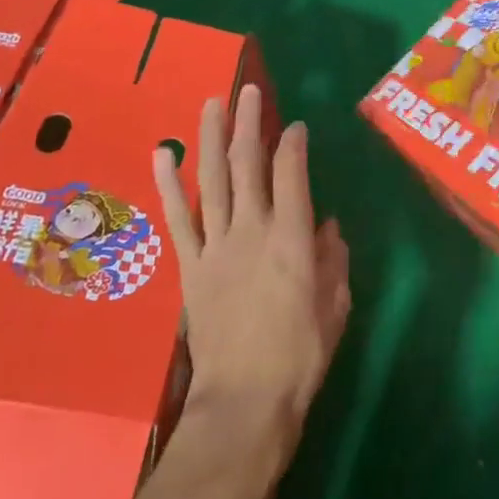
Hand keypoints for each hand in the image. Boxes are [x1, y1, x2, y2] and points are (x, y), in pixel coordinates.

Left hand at [153, 84, 350, 487]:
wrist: (243, 407)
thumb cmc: (299, 357)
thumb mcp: (335, 307)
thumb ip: (333, 259)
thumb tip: (327, 226)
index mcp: (292, 238)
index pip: (292, 172)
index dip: (294, 142)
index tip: (295, 126)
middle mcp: (252, 230)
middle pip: (248, 163)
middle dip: (249, 122)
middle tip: (249, 90)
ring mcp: (217, 246)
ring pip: (212, 179)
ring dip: (211, 137)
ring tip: (211, 103)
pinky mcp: (191, 266)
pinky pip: (179, 218)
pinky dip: (169, 184)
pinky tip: (163, 154)